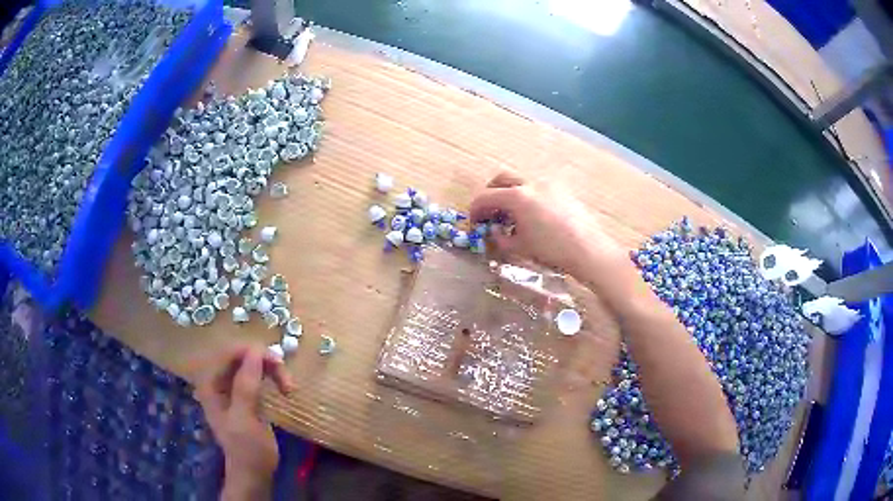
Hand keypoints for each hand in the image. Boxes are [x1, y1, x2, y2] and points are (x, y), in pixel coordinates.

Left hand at [194, 345, 293, 500]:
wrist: (254, 473)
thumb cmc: (246, 449)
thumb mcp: (244, 418)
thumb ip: (246, 385)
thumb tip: (256, 352)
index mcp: (210, 383)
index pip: (228, 352)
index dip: (252, 352)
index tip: (277, 364)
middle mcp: (217, 380)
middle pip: (241, 355)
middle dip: (265, 362)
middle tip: (287, 379)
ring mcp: (231, 387)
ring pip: (251, 363)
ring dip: (271, 370)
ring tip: (289, 387)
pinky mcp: (245, 394)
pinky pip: (257, 375)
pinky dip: (272, 377)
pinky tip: (284, 389)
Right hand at [469, 172, 624, 275]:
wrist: (588, 249)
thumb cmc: (551, 250)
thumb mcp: (520, 247)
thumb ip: (500, 238)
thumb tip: (493, 231)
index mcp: (516, 196)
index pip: (485, 197)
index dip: (475, 209)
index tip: (473, 222)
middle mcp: (531, 183)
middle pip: (502, 179)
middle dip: (491, 193)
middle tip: (489, 212)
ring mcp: (549, 184)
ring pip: (521, 181)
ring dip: (510, 193)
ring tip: (513, 215)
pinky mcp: (563, 190)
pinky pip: (538, 188)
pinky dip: (528, 196)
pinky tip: (534, 216)